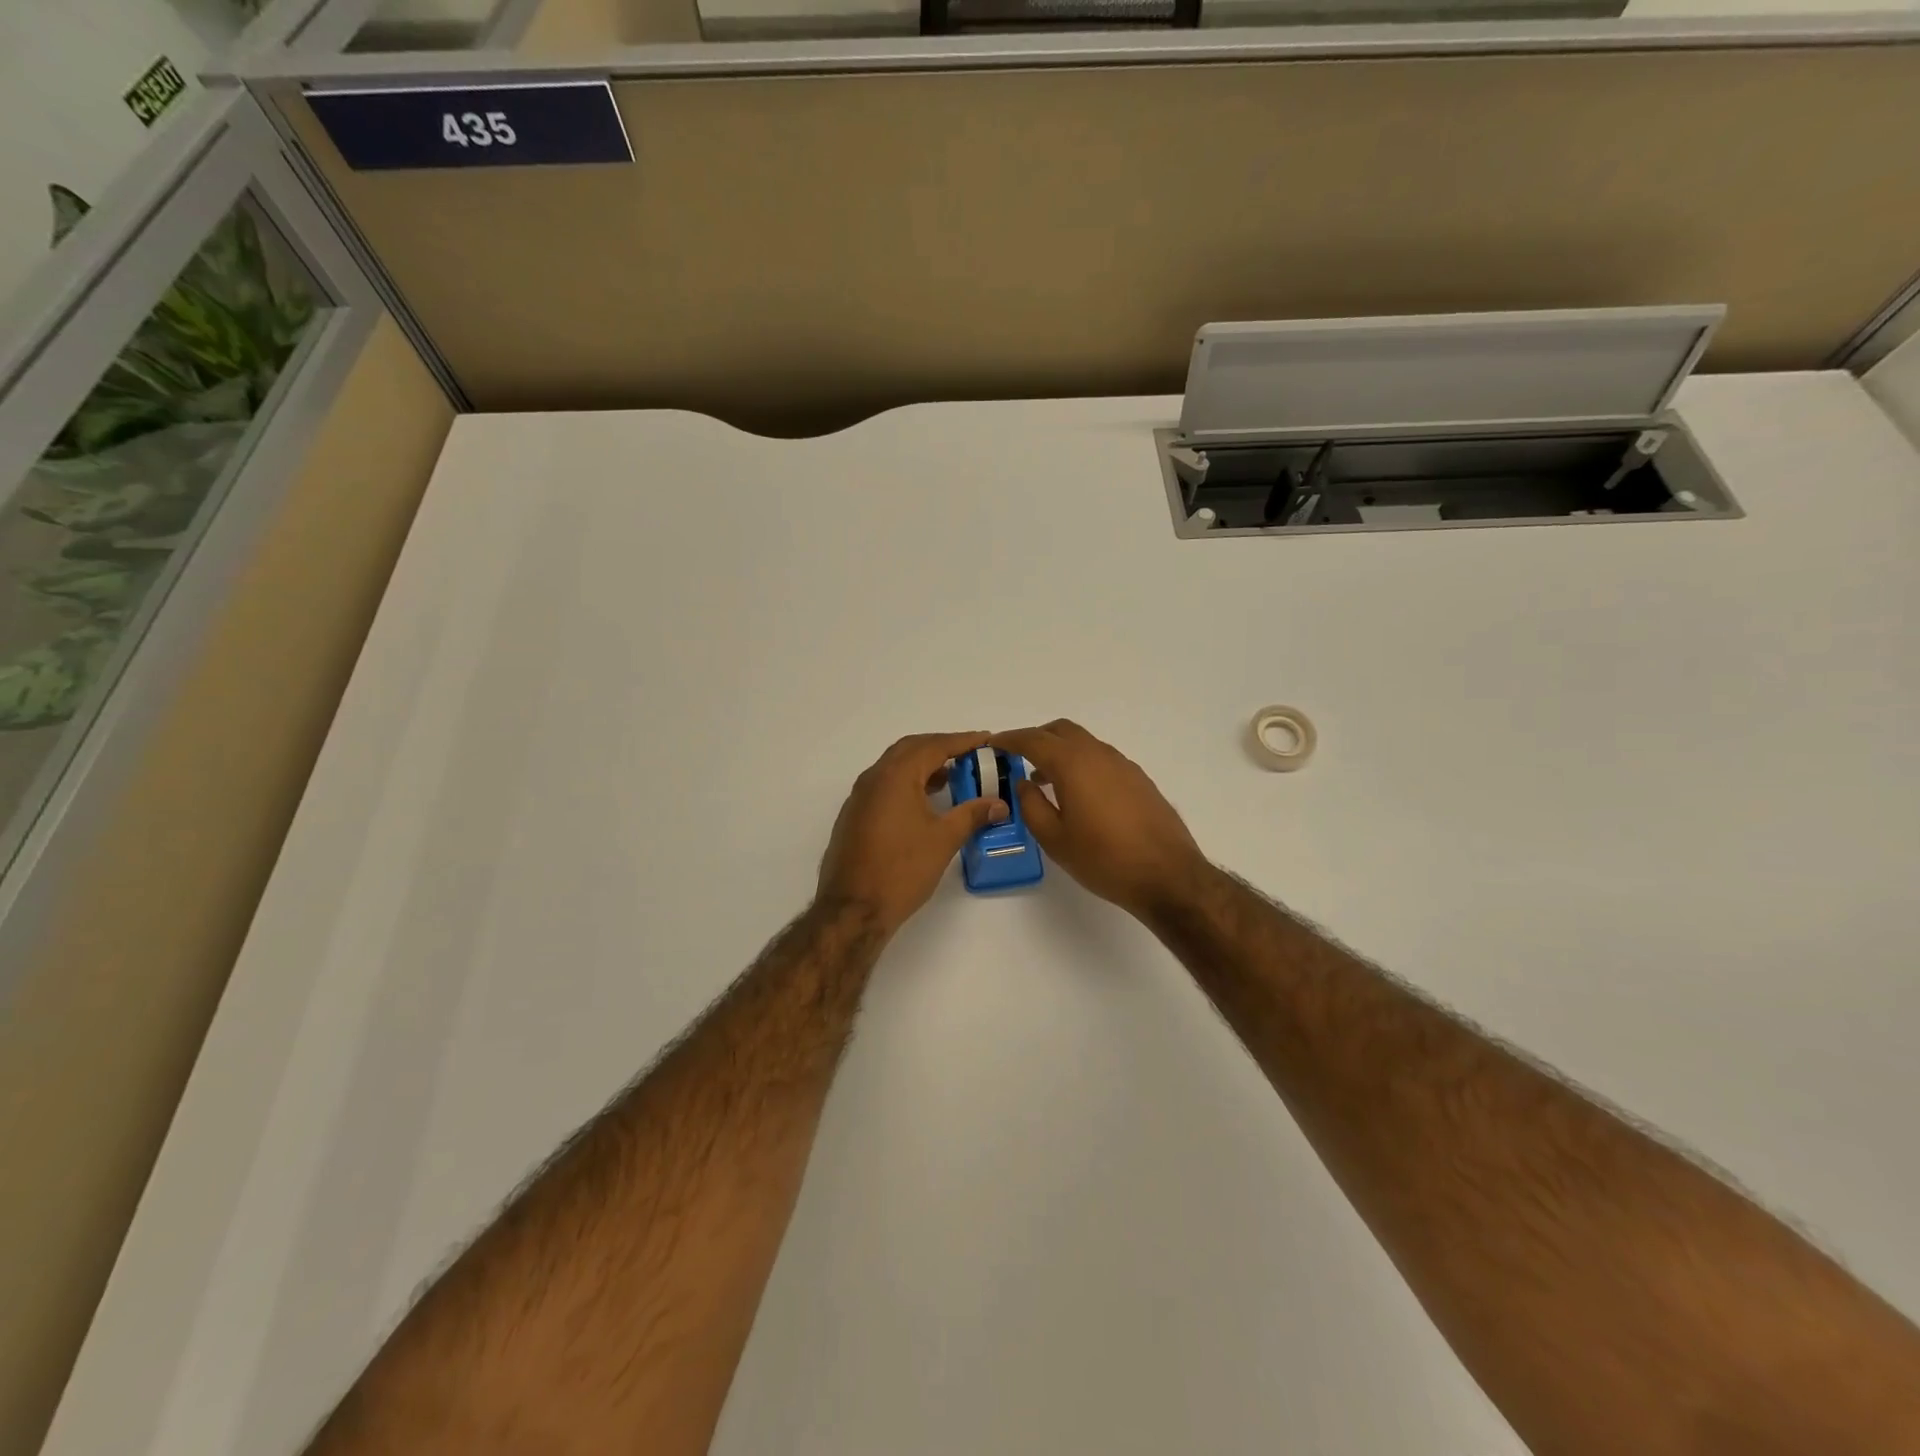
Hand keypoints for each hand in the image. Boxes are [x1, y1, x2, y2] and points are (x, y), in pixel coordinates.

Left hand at [818, 731, 1009, 934]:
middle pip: (911, 749)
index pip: (934, 746)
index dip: (963, 741)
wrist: (853, 909)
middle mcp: (873, 778)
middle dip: (941, 748)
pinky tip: (924, 802)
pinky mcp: (854, 816)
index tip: (986, 739)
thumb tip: (999, 804)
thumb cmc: (902, 870)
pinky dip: (908, 783)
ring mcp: (859, 797)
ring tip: (952, 778)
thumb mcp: (944, 839)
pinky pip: (884, 785)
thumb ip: (973, 815)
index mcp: (895, 776)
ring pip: (895, 767)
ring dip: (923, 766)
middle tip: (970, 755)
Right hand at [991, 720, 1209, 918]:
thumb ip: (1031, 806)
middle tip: (1018, 757)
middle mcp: (1099, 755)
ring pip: (1084, 744)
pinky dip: (1082, 764)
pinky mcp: (1139, 780)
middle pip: (1062, 731)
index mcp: (1073, 764)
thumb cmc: (1104, 859)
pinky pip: (1101, 759)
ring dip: (1061, 752)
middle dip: (1036, 738)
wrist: (1168, 875)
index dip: (1010, 739)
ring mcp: (1123, 765)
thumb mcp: (1055, 839)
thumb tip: (1024, 783)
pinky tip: (1078, 795)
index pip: (1034, 740)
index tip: (993, 744)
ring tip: (1044, 781)